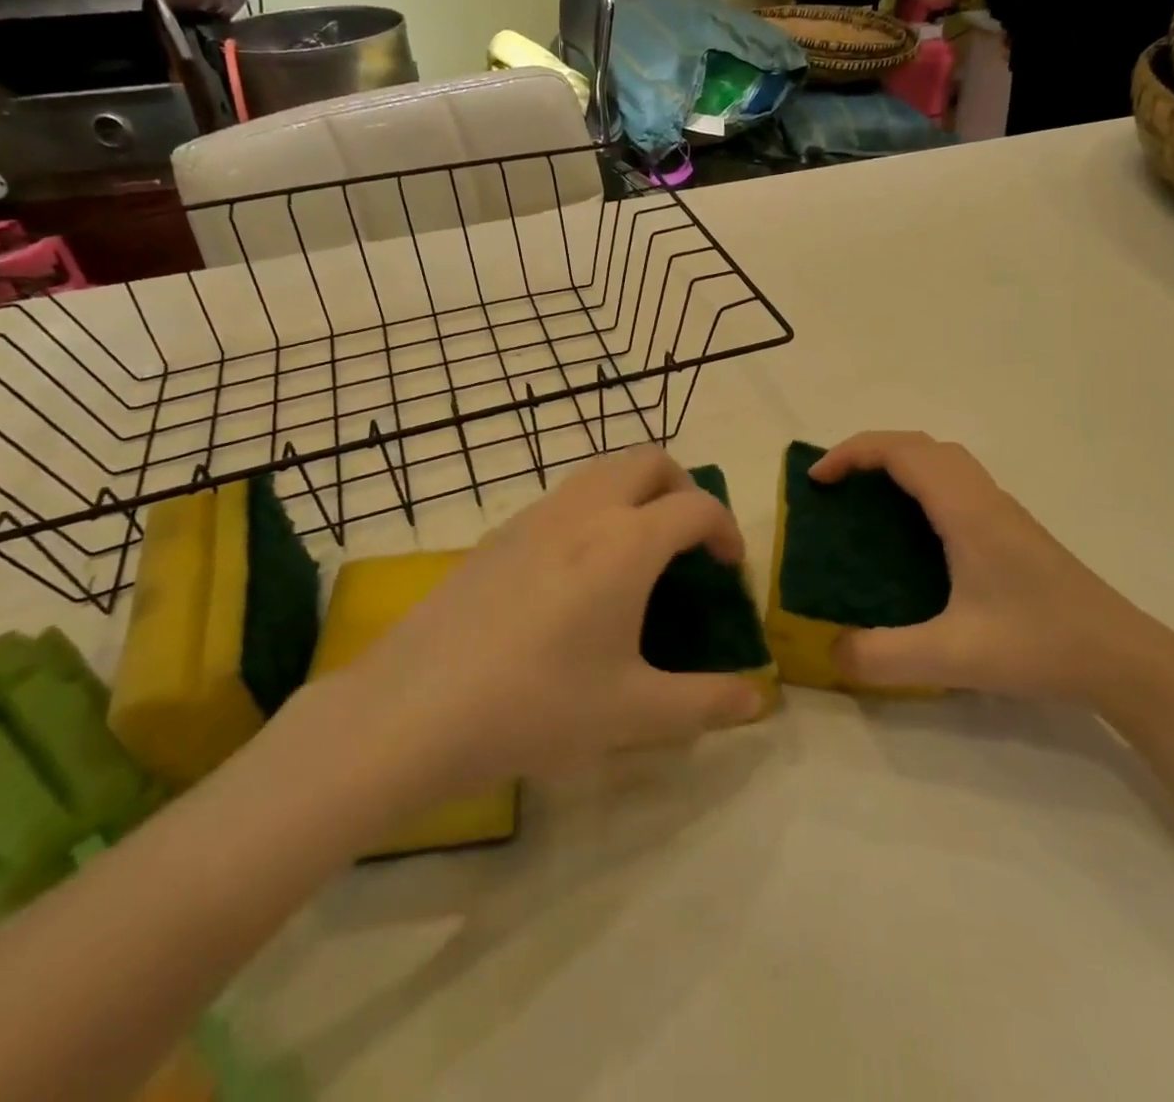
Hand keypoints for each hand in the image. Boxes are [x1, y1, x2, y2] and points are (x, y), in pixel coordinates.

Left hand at [333, 447, 765, 796]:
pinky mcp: (498, 533)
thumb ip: (706, 702)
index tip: (728, 568)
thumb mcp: (633, 713)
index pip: (697, 506)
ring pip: (602, 470)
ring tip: (637, 551)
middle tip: (688, 542)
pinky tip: (577, 574)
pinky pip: (563, 497)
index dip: (726, 529)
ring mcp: (535, 515)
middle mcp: (585, 511)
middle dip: (683, 488)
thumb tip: (758, 698)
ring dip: (636, 492)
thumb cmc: (537, 705)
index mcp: (628, 543)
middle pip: (650, 461)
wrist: (415, 709)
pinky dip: (593, 509)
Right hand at [812, 432, 1173, 703]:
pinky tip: (914, 534)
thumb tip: (830, 651)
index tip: (817, 482)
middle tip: (835, 485)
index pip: (902, 452)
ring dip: (899, 464)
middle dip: (870, 452)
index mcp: (967, 511)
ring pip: (943, 461)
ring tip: (866, 501)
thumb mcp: (954, 657)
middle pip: (921, 445)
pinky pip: (956, 484)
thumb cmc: (1042, 645)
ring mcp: (1002, 513)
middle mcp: (984, 498)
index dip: (852, 453)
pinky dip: (921, 484)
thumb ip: (884, 657)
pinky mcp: (1013, 532)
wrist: (1127, 660)